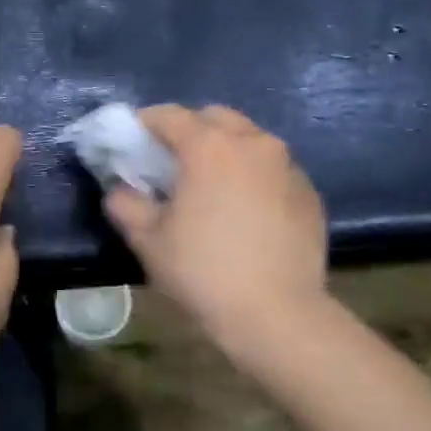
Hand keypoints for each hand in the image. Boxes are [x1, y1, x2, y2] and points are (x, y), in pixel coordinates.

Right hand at [104, 105, 327, 347]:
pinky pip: (273, 169)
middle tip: (172, 162)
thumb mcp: (148, 240)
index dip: (145, 123)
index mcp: (209, 146)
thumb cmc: (203, 271)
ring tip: (211, 186)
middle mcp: (252, 143)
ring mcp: (287, 166)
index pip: (169, 116)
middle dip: (190, 130)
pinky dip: (254, 176)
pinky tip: (245, 210)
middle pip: (215, 118)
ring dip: (226, 151)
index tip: (132, 141)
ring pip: (250, 140)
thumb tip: (120, 190)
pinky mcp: (309, 192)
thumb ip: (126, 204)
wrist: (277, 314)